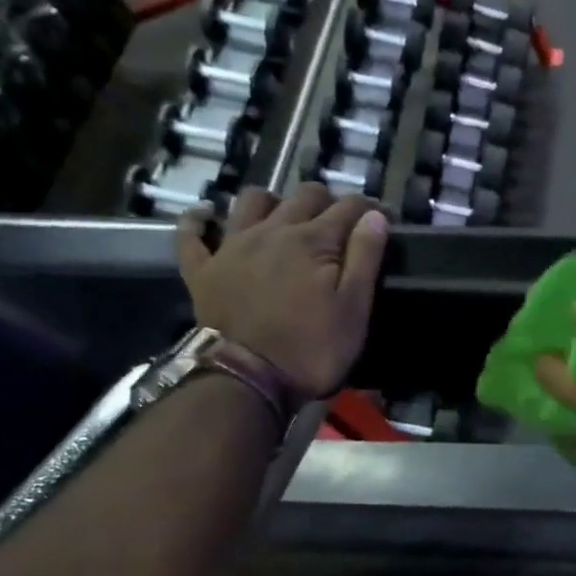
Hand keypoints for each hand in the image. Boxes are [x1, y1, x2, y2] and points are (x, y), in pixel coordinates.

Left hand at [177, 184, 387, 398]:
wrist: (248, 379)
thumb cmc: (312, 349)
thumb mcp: (353, 310)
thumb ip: (365, 258)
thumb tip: (374, 215)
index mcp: (313, 241)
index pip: (347, 208)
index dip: (369, 208)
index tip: (383, 216)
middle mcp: (272, 230)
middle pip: (303, 196)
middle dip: (327, 201)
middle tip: (340, 223)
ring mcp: (232, 246)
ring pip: (251, 200)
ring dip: (273, 201)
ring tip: (284, 217)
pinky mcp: (202, 269)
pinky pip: (192, 232)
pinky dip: (200, 219)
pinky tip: (208, 214)